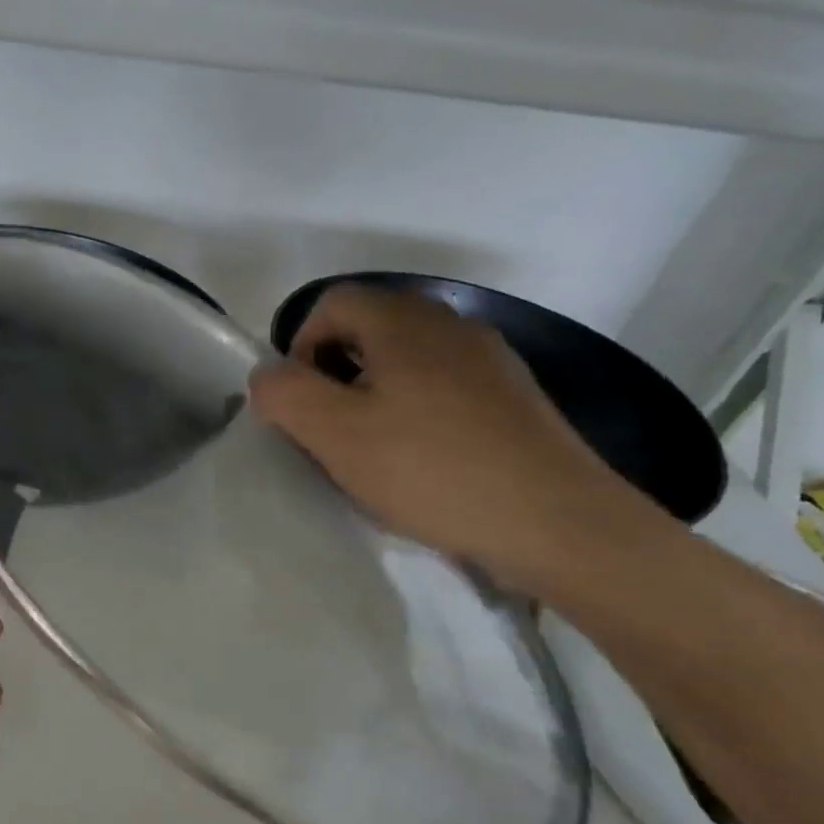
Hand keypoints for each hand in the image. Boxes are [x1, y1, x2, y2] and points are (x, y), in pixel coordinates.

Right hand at [249, 284, 653, 592]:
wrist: (556, 522)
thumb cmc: (430, 470)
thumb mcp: (334, 434)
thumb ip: (284, 394)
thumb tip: (268, 375)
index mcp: (404, 322)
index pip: (332, 302)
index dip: (300, 345)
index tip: (301, 402)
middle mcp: (450, 324)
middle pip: (370, 327)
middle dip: (335, 372)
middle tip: (330, 429)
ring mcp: (490, 359)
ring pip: (407, 360)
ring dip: (375, 394)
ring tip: (373, 450)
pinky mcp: (513, 397)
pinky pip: (444, 387)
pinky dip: (416, 411)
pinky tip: (422, 461)